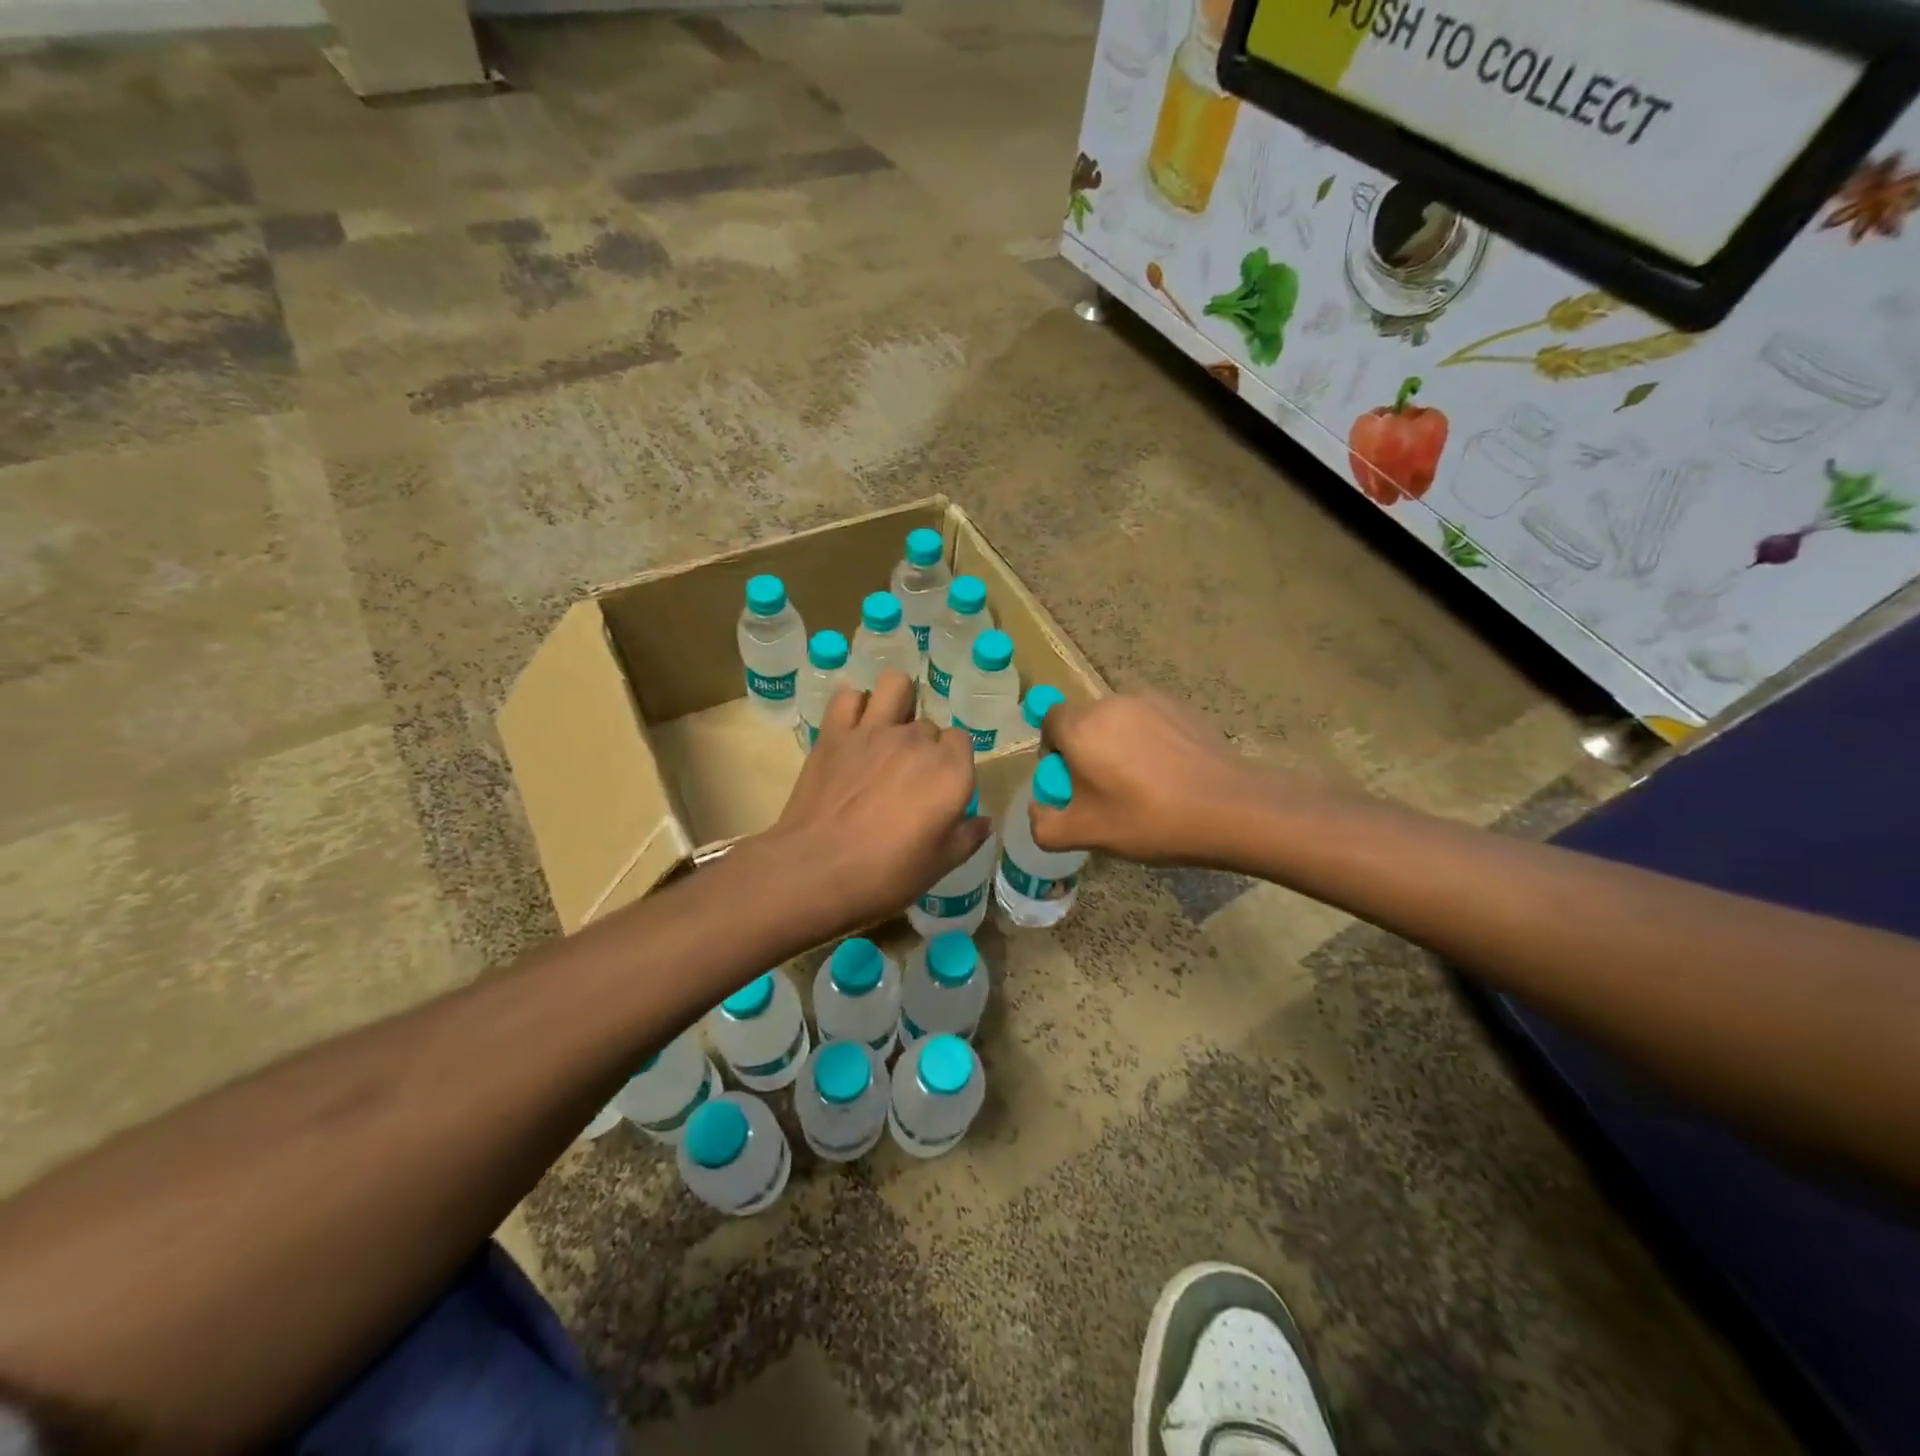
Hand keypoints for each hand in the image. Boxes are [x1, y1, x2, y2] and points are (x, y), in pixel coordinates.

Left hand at [771, 670, 988, 929]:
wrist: (816, 870)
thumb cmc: (886, 875)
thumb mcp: (939, 865)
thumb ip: (967, 837)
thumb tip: (983, 821)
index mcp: (950, 770)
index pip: (962, 742)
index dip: (953, 763)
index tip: (940, 789)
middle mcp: (916, 740)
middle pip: (929, 725)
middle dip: (923, 745)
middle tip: (906, 779)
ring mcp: (873, 730)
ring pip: (895, 686)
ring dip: (897, 700)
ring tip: (889, 727)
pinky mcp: (834, 732)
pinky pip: (848, 697)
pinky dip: (853, 706)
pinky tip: (853, 726)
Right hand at [1031, 692, 1257, 864]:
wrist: (1229, 808)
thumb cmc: (1148, 820)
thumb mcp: (1086, 834)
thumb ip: (1045, 825)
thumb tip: (1038, 809)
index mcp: (1081, 727)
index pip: (1048, 722)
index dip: (1052, 751)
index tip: (1070, 783)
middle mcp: (1111, 703)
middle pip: (1084, 722)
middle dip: (1086, 752)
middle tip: (1105, 792)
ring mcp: (1150, 701)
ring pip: (1118, 722)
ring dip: (1118, 747)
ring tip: (1142, 786)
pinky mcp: (1182, 708)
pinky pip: (1150, 723)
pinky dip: (1149, 743)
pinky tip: (1169, 776)